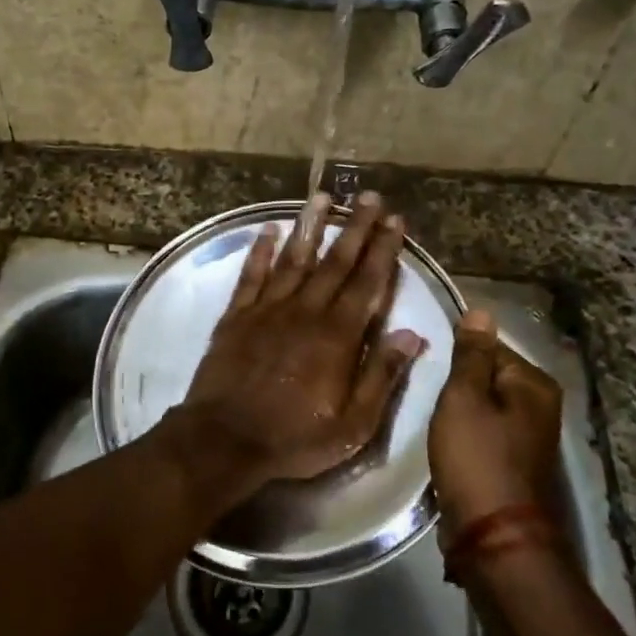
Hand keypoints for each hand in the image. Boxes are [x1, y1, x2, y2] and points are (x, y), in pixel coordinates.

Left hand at [180, 191, 426, 484]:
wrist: (225, 439)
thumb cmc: (294, 437)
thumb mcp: (353, 423)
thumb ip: (383, 376)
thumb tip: (411, 334)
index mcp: (338, 335)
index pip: (368, 282)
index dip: (383, 249)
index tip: (395, 220)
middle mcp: (305, 311)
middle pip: (335, 261)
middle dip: (355, 227)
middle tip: (368, 196)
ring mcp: (268, 309)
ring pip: (293, 258)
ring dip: (310, 226)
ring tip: (322, 196)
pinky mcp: (237, 315)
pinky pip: (252, 274)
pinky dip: (260, 250)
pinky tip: (268, 229)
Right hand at [429, 310, 566, 537]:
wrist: (494, 537)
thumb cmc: (476, 458)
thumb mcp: (464, 398)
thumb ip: (471, 355)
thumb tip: (481, 311)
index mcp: (534, 384)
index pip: (490, 346)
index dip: (457, 356)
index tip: (430, 368)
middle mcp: (541, 405)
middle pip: (488, 377)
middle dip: (458, 384)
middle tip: (427, 394)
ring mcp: (530, 436)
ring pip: (485, 406)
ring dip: (460, 410)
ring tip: (433, 418)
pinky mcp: (515, 462)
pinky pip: (485, 431)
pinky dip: (466, 433)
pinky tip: (447, 442)